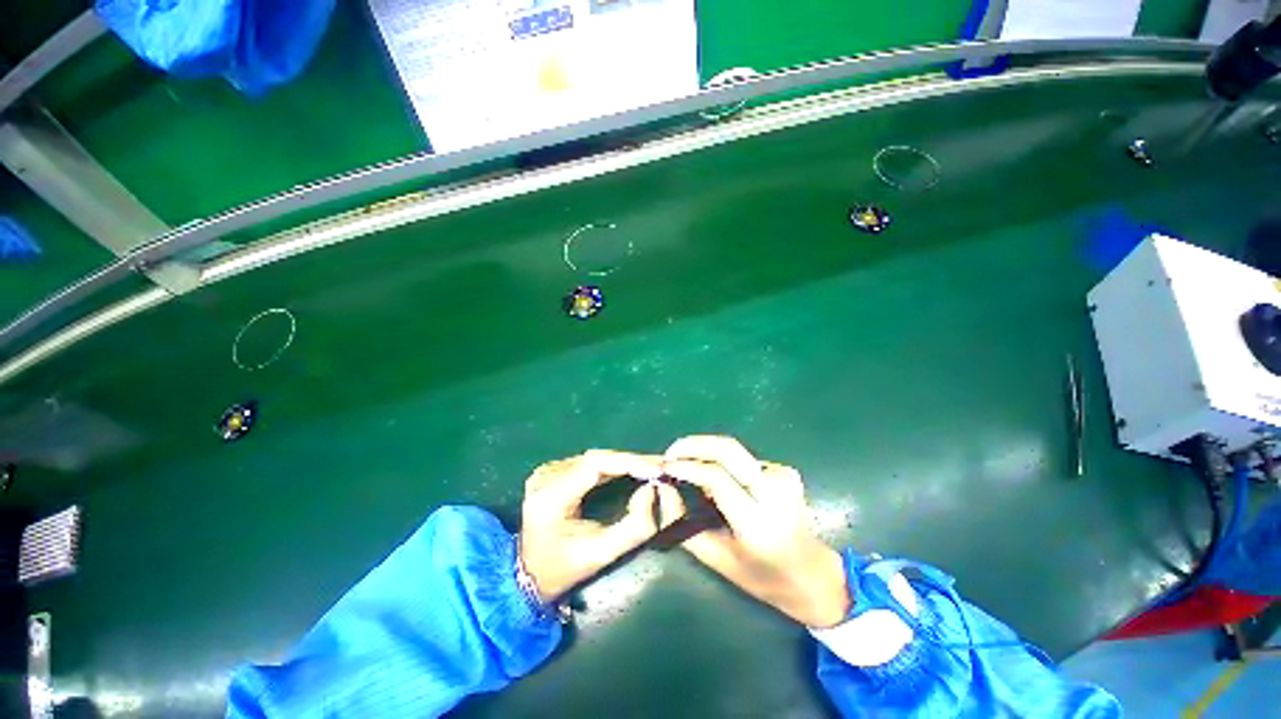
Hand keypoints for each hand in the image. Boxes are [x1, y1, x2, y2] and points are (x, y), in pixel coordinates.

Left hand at [519, 450, 671, 602]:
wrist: (527, 574)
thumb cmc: (565, 569)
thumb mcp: (601, 555)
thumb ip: (634, 528)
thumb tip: (652, 491)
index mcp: (551, 497)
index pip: (595, 465)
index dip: (629, 462)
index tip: (657, 468)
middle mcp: (545, 477)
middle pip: (595, 459)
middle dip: (630, 461)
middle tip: (659, 466)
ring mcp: (545, 471)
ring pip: (593, 458)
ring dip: (622, 462)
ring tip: (649, 467)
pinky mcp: (550, 471)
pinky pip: (586, 462)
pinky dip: (610, 465)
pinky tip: (628, 469)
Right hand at [659, 436, 849, 627]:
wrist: (813, 575)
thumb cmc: (761, 576)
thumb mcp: (716, 559)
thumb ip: (683, 523)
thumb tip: (664, 488)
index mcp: (757, 523)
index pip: (716, 477)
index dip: (686, 466)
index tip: (664, 467)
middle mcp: (774, 493)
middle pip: (728, 449)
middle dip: (693, 444)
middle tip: (671, 453)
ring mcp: (784, 478)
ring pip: (734, 451)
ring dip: (706, 451)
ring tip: (686, 464)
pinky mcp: (786, 471)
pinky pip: (744, 459)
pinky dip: (723, 462)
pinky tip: (719, 477)